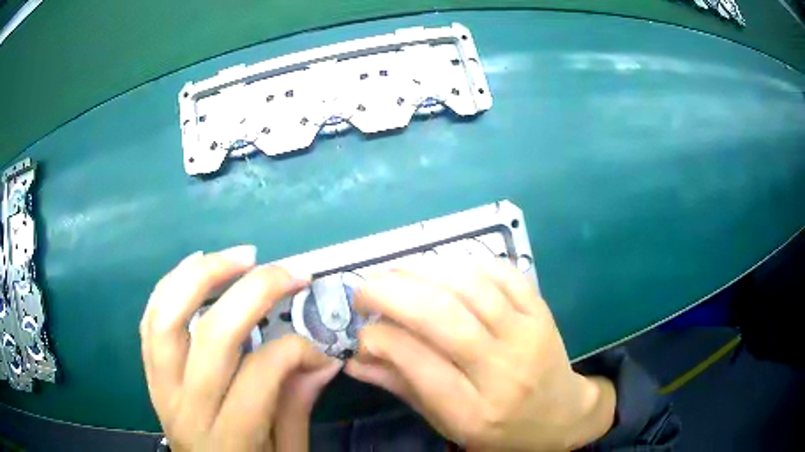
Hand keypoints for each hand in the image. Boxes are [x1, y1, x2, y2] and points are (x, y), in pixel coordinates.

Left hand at [140, 246, 340, 450]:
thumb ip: (297, 406)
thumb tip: (324, 358)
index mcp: (229, 438)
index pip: (261, 373)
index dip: (298, 350)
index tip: (321, 351)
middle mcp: (187, 407)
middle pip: (213, 335)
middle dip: (255, 292)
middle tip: (288, 273)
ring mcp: (160, 386)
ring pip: (168, 316)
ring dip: (204, 275)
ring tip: (241, 257)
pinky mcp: (149, 373)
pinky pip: (150, 320)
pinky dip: (171, 284)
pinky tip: (196, 264)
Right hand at [345, 259, 615, 450]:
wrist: (560, 417)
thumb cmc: (499, 430)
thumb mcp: (447, 423)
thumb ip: (402, 388)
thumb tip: (355, 358)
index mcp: (473, 412)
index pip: (418, 364)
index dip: (380, 338)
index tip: (363, 330)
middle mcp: (503, 372)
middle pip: (443, 317)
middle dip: (393, 293)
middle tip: (364, 289)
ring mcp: (527, 336)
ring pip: (471, 288)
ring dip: (424, 271)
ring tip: (396, 273)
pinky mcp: (542, 313)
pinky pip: (503, 274)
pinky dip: (466, 264)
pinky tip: (443, 269)